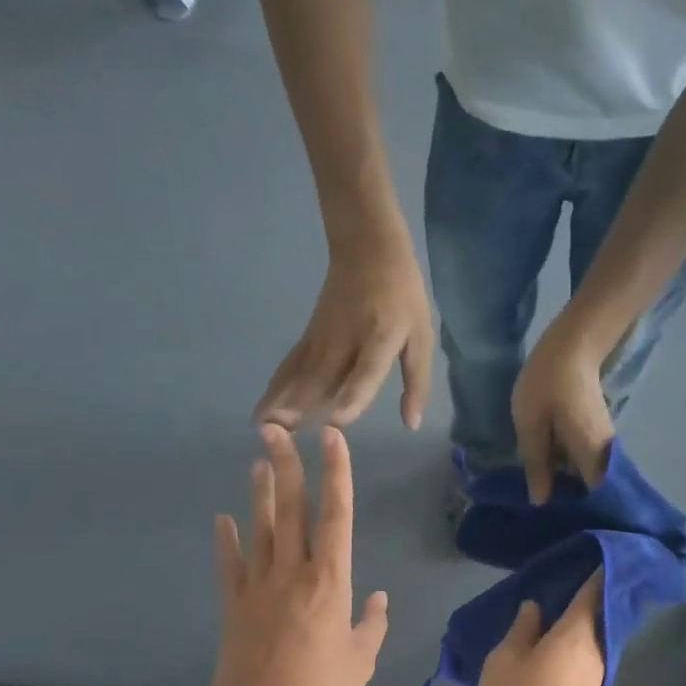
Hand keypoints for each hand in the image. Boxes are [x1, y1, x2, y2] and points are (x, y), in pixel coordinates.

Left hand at [202, 425, 389, 685]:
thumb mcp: (360, 663)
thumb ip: (372, 625)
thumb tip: (377, 598)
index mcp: (330, 582)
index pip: (336, 515)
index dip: (336, 473)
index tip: (332, 438)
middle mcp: (293, 572)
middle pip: (289, 508)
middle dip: (285, 464)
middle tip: (274, 427)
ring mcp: (258, 585)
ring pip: (259, 527)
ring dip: (259, 492)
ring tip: (258, 460)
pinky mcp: (234, 604)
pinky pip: (229, 564)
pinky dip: (226, 540)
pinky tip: (222, 518)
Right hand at [255, 221, 434, 431]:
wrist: (367, 247)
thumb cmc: (402, 295)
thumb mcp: (421, 336)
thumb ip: (417, 381)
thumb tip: (411, 424)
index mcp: (382, 339)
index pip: (366, 372)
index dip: (353, 396)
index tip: (337, 422)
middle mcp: (348, 340)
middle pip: (323, 377)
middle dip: (302, 408)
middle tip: (283, 439)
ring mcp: (323, 336)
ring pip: (301, 373)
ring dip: (282, 401)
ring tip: (264, 429)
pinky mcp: (309, 335)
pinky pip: (291, 364)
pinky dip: (276, 386)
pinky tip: (263, 408)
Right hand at [477, 573, 604, 685]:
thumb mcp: (504, 661)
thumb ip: (521, 630)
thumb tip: (535, 609)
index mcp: (575, 636)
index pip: (590, 594)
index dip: (594, 575)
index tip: (596, 557)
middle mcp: (595, 654)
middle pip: (593, 620)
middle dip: (582, 604)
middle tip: (560, 590)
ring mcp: (596, 682)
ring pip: (588, 646)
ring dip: (575, 633)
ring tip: (549, 625)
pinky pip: (583, 666)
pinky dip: (572, 655)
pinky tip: (550, 659)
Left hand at [512, 321, 614, 504]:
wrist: (574, 343)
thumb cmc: (548, 383)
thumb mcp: (531, 425)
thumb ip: (536, 464)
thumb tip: (541, 501)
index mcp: (591, 455)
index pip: (595, 498)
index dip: (579, 513)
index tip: (558, 523)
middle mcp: (604, 453)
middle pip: (593, 489)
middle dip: (571, 502)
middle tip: (542, 513)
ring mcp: (603, 441)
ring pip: (588, 475)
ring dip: (568, 485)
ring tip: (541, 495)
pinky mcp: (596, 431)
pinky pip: (584, 460)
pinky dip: (568, 469)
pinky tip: (547, 471)